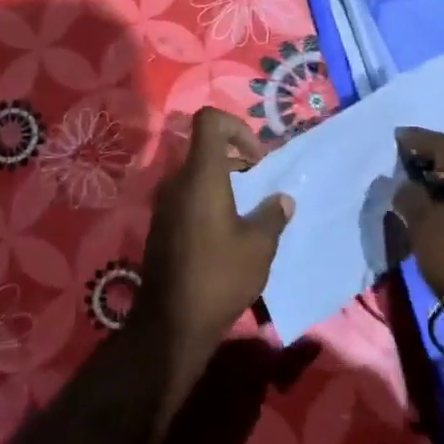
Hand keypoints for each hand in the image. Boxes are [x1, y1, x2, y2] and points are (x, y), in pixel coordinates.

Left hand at [138, 108, 292, 411]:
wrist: (171, 322)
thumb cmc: (219, 276)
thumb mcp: (259, 246)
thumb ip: (273, 215)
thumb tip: (282, 200)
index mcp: (200, 175)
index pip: (209, 120)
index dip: (237, 127)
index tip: (258, 159)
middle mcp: (176, 181)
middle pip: (204, 148)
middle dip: (236, 158)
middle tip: (260, 185)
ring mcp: (164, 203)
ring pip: (196, 174)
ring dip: (223, 182)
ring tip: (248, 212)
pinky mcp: (160, 225)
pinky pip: (186, 196)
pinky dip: (208, 201)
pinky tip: (226, 233)